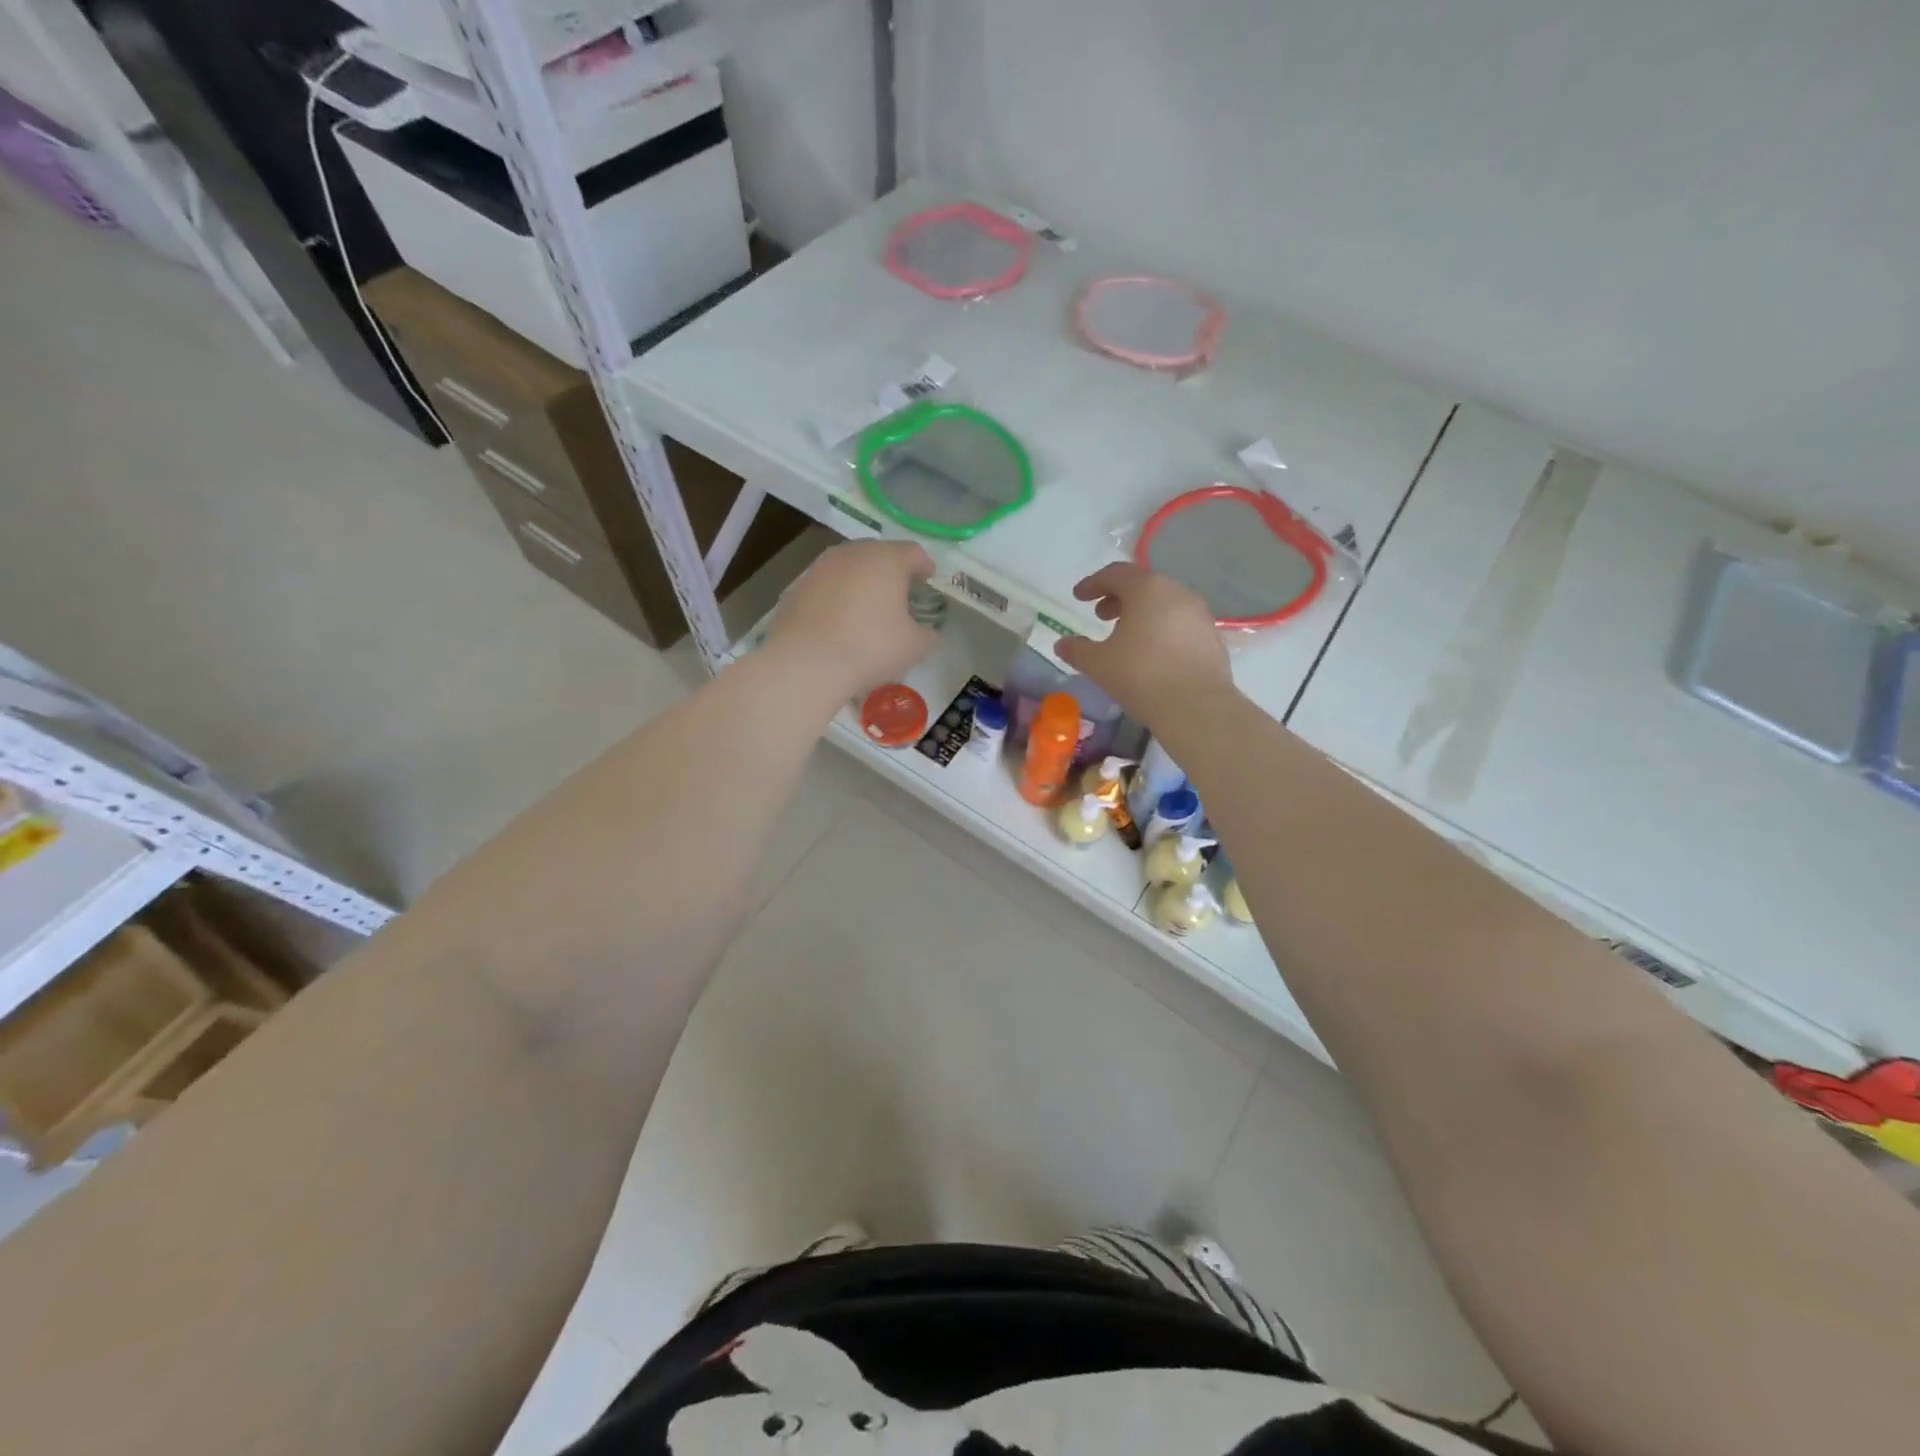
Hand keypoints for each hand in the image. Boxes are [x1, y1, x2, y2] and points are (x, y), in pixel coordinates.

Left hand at [767, 540, 938, 698]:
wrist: (806, 664)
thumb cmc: (870, 648)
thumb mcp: (915, 647)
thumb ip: (928, 634)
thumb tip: (927, 632)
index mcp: (886, 560)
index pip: (914, 552)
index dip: (924, 566)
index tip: (928, 580)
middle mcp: (852, 554)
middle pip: (878, 553)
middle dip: (891, 571)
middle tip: (899, 594)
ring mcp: (820, 568)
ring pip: (849, 567)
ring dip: (861, 581)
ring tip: (867, 607)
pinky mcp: (796, 587)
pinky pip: (826, 586)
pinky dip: (837, 596)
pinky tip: (839, 621)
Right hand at [1055, 563, 1232, 722]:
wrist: (1195, 706)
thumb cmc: (1140, 675)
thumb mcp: (1098, 663)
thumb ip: (1077, 650)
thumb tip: (1062, 644)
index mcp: (1147, 589)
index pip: (1116, 574)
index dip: (1093, 584)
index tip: (1078, 597)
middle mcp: (1177, 593)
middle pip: (1143, 586)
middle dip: (1119, 598)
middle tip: (1101, 616)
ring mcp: (1200, 614)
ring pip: (1165, 604)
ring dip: (1142, 614)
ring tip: (1126, 636)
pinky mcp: (1212, 638)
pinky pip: (1181, 624)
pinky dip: (1162, 629)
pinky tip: (1152, 653)